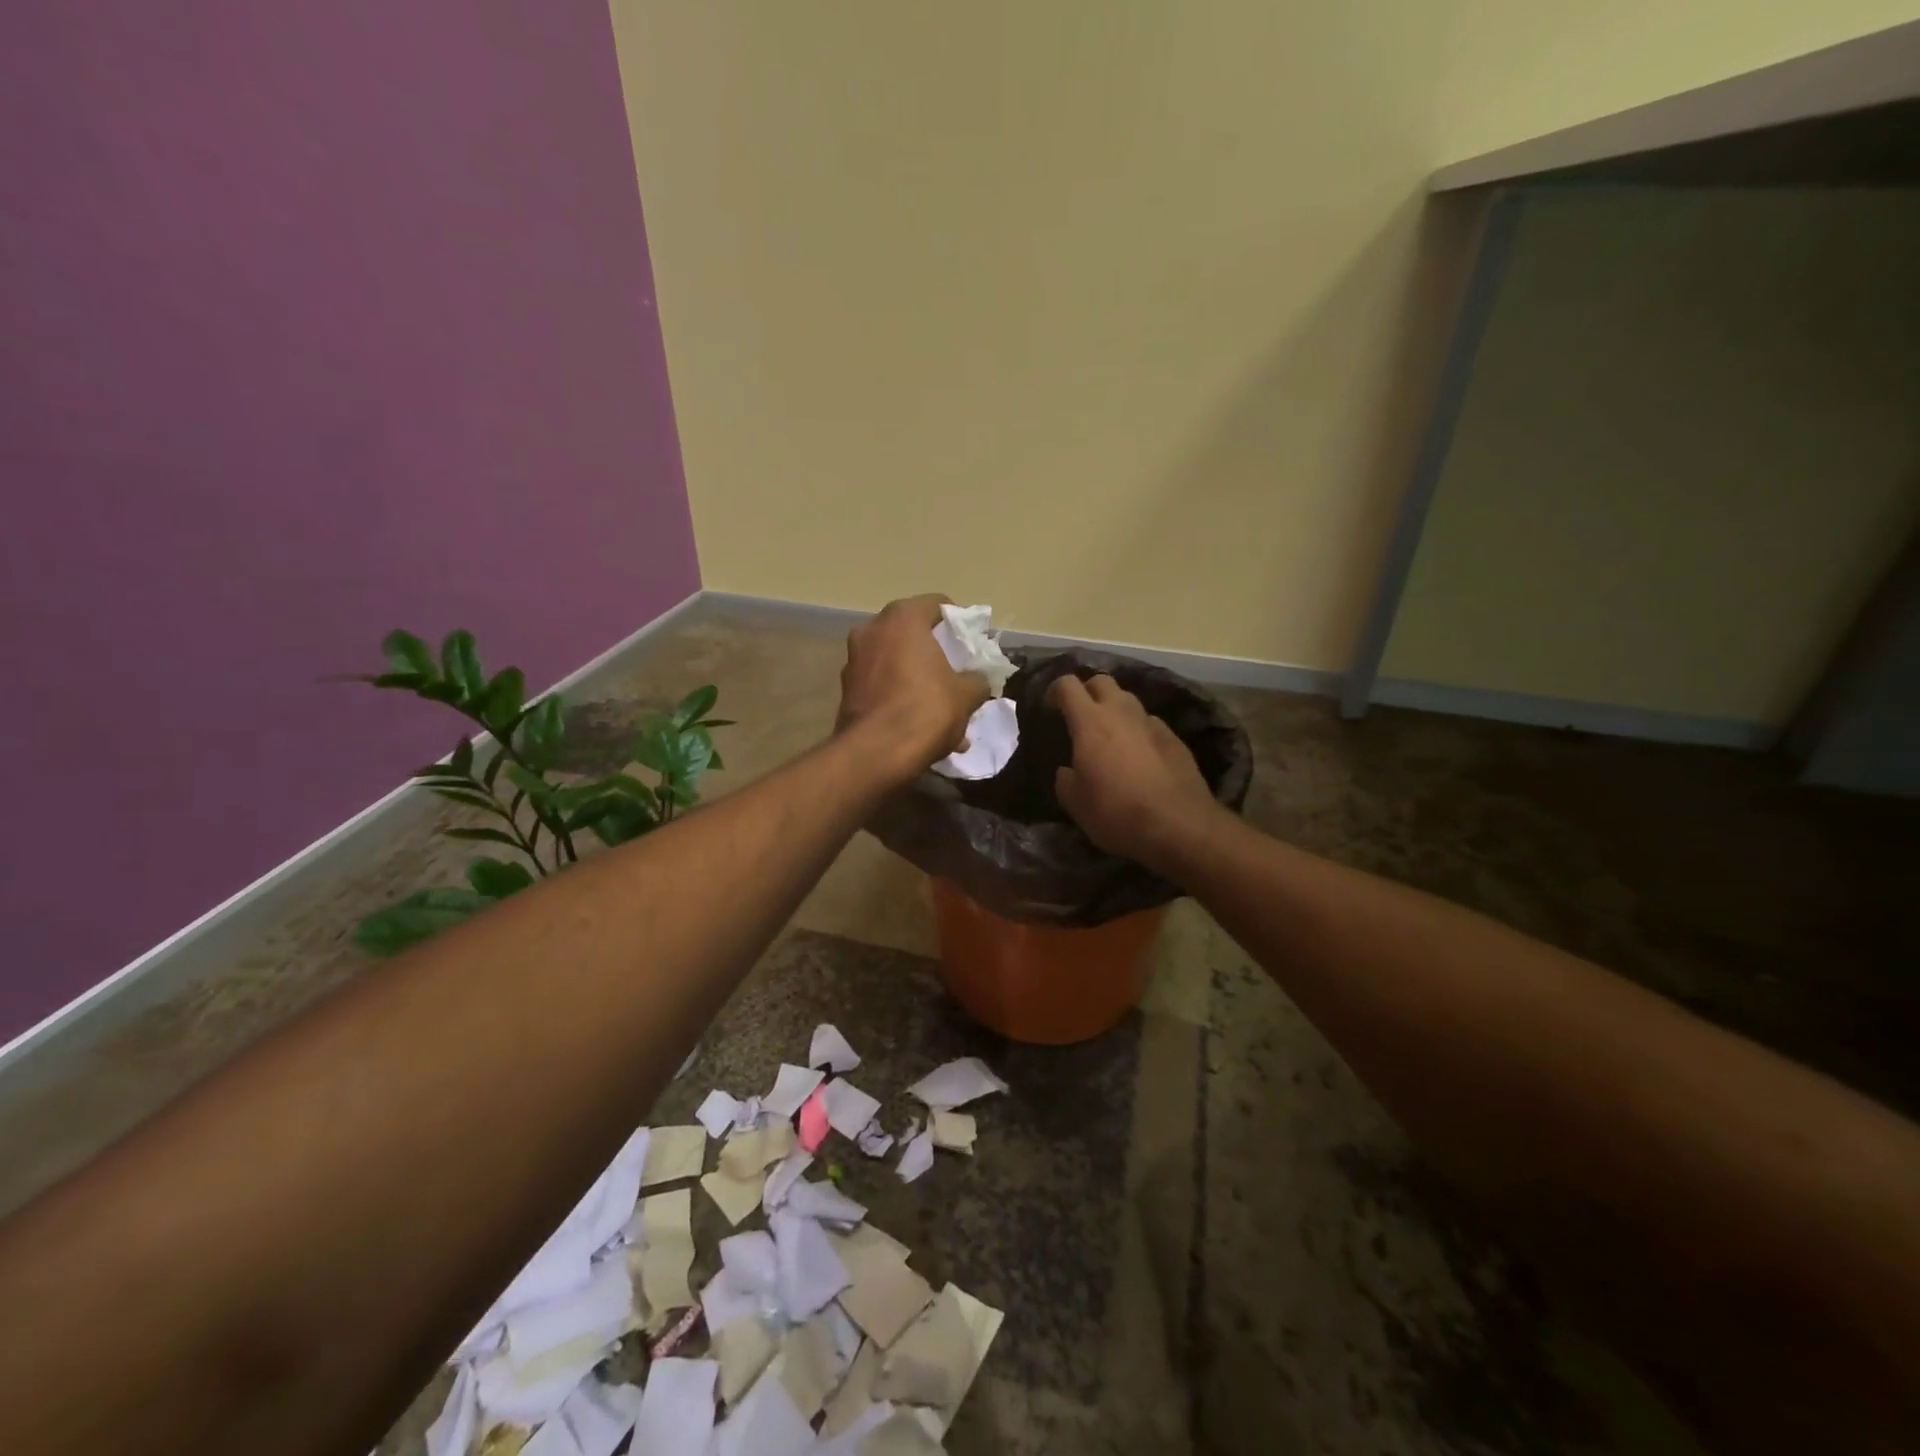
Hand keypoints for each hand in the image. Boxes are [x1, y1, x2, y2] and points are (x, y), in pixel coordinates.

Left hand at [837, 595, 990, 777]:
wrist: (875, 754)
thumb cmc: (925, 710)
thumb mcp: (966, 694)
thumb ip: (977, 680)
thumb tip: (978, 680)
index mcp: (902, 619)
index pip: (936, 604)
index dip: (958, 621)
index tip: (972, 641)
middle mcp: (872, 630)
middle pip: (912, 633)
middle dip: (935, 652)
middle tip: (956, 671)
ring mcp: (853, 660)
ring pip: (895, 661)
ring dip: (917, 677)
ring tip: (940, 706)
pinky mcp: (846, 690)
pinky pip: (881, 685)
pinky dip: (900, 696)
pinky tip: (919, 724)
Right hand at [1049, 674, 1221, 872]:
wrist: (1179, 825)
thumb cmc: (1117, 812)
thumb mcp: (1075, 803)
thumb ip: (1066, 779)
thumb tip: (1068, 771)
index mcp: (1090, 722)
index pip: (1068, 684)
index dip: (1055, 691)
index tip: (1050, 708)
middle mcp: (1121, 712)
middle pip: (1101, 681)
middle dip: (1087, 692)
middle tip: (1080, 717)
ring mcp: (1152, 722)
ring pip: (1128, 700)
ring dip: (1115, 711)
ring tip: (1110, 737)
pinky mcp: (1174, 738)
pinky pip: (1149, 723)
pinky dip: (1138, 732)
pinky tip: (1138, 756)